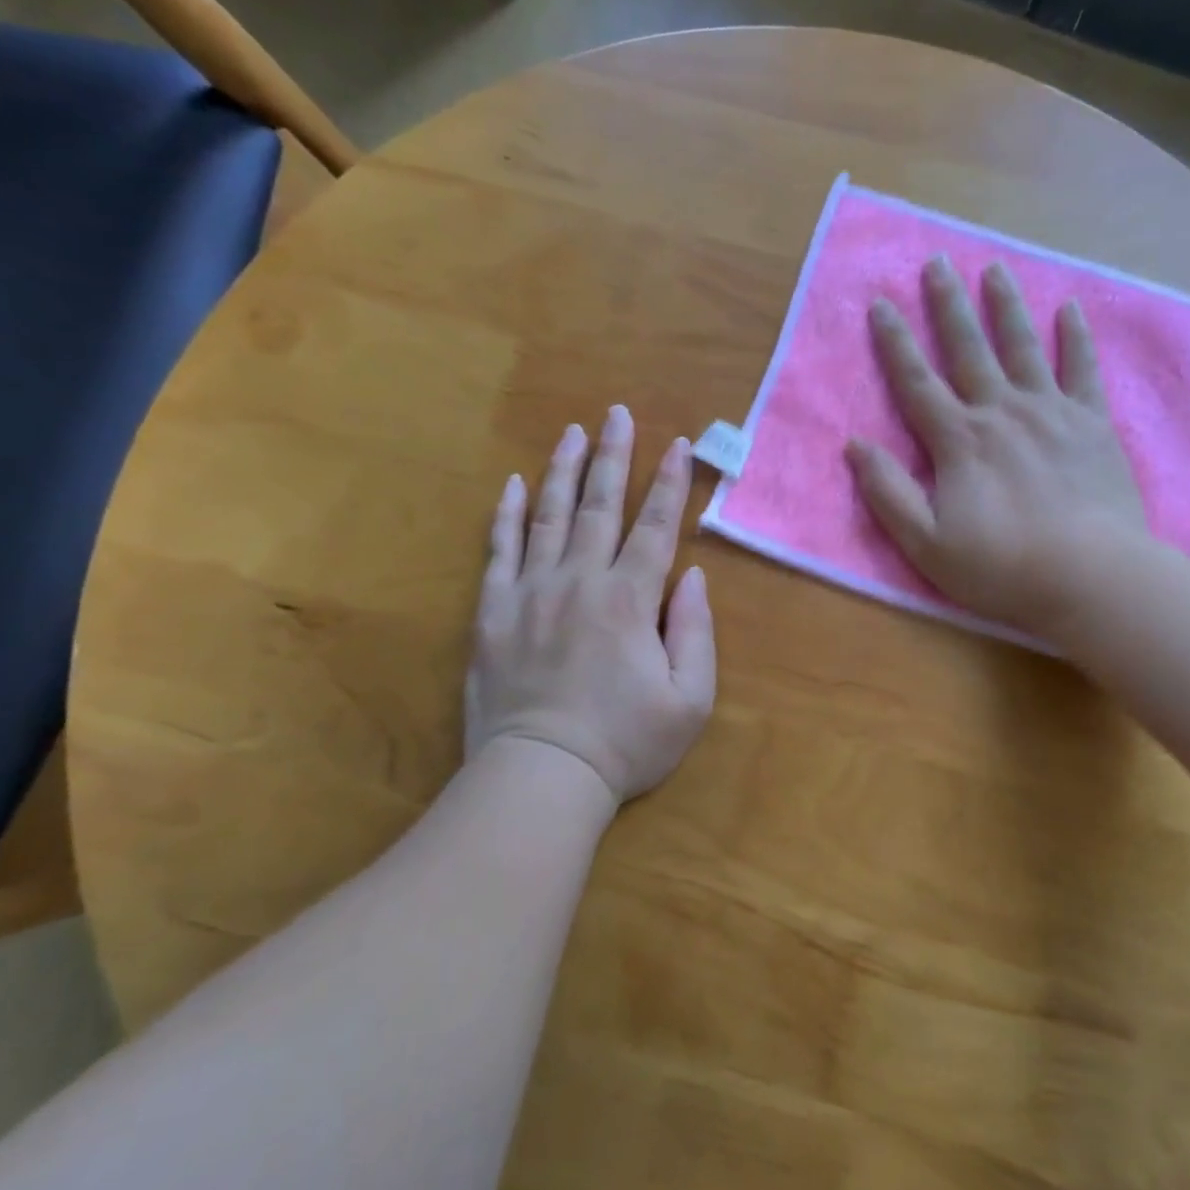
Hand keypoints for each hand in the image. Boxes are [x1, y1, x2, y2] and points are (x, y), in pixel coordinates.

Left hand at [466, 408, 715, 803]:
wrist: (541, 776)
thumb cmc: (625, 742)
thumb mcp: (690, 699)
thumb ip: (696, 630)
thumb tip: (690, 576)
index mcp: (631, 599)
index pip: (655, 526)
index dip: (669, 482)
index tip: (678, 443)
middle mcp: (581, 580)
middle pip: (599, 505)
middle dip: (612, 455)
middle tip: (615, 413)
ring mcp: (531, 591)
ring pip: (548, 515)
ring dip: (561, 470)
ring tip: (570, 432)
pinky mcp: (493, 611)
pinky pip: (499, 550)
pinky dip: (506, 515)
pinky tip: (512, 485)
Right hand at [846, 257, 1145, 636]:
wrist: (1092, 578)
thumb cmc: (1002, 567)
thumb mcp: (926, 543)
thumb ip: (888, 493)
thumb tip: (855, 445)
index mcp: (958, 440)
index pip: (916, 382)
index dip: (895, 342)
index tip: (880, 303)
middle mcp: (1001, 411)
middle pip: (968, 349)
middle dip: (948, 305)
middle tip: (936, 263)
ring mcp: (1051, 412)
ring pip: (1022, 347)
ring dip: (1005, 306)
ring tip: (993, 269)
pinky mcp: (1092, 424)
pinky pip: (1082, 370)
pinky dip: (1075, 338)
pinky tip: (1070, 310)